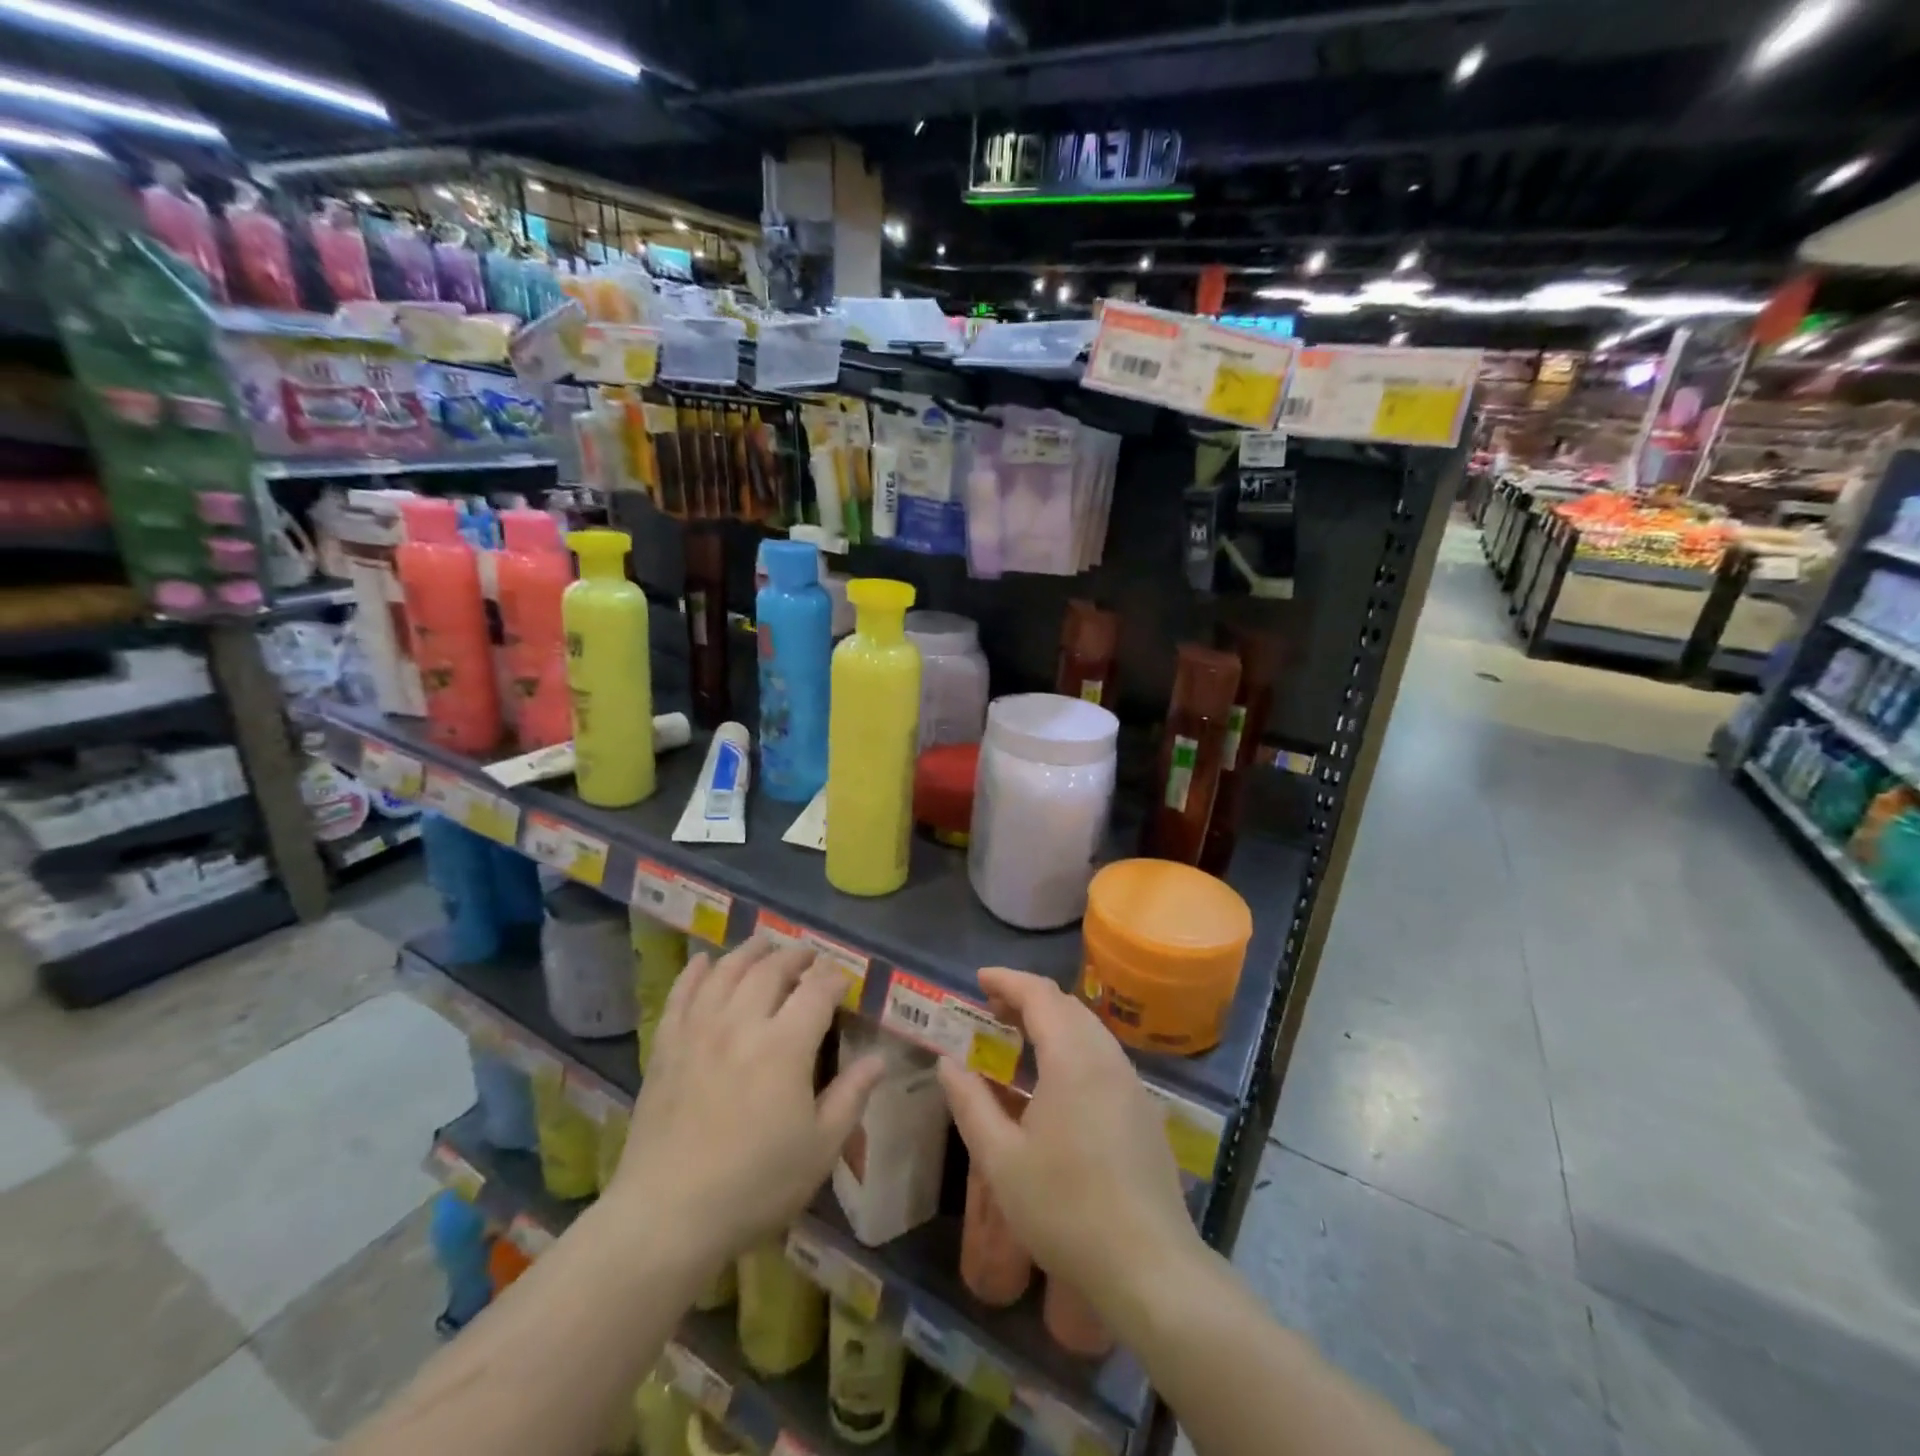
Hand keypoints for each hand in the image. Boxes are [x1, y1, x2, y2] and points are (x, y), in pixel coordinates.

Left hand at [612, 936, 885, 1273]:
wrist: (667, 1216)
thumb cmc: (755, 1185)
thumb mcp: (820, 1148)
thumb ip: (851, 1096)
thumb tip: (879, 1059)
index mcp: (785, 1045)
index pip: (817, 990)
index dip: (834, 978)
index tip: (844, 980)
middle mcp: (742, 1023)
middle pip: (771, 970)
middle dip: (795, 956)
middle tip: (808, 956)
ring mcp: (699, 1031)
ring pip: (726, 972)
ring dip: (749, 952)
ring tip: (764, 944)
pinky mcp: (666, 1047)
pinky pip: (681, 995)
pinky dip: (694, 972)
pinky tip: (703, 961)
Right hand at [938, 968, 1197, 1315]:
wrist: (1149, 1267)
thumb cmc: (1065, 1210)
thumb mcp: (1001, 1160)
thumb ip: (971, 1104)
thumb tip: (947, 1063)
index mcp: (1073, 1059)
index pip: (1040, 995)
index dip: (1007, 981)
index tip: (978, 980)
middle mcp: (1107, 1058)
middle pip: (1067, 1005)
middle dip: (1028, 997)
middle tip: (991, 1009)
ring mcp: (1132, 1083)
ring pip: (1089, 1028)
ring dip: (1052, 1020)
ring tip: (1019, 1037)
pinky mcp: (1144, 1109)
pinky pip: (1104, 1054)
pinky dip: (1073, 1044)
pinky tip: (1056, 1078)